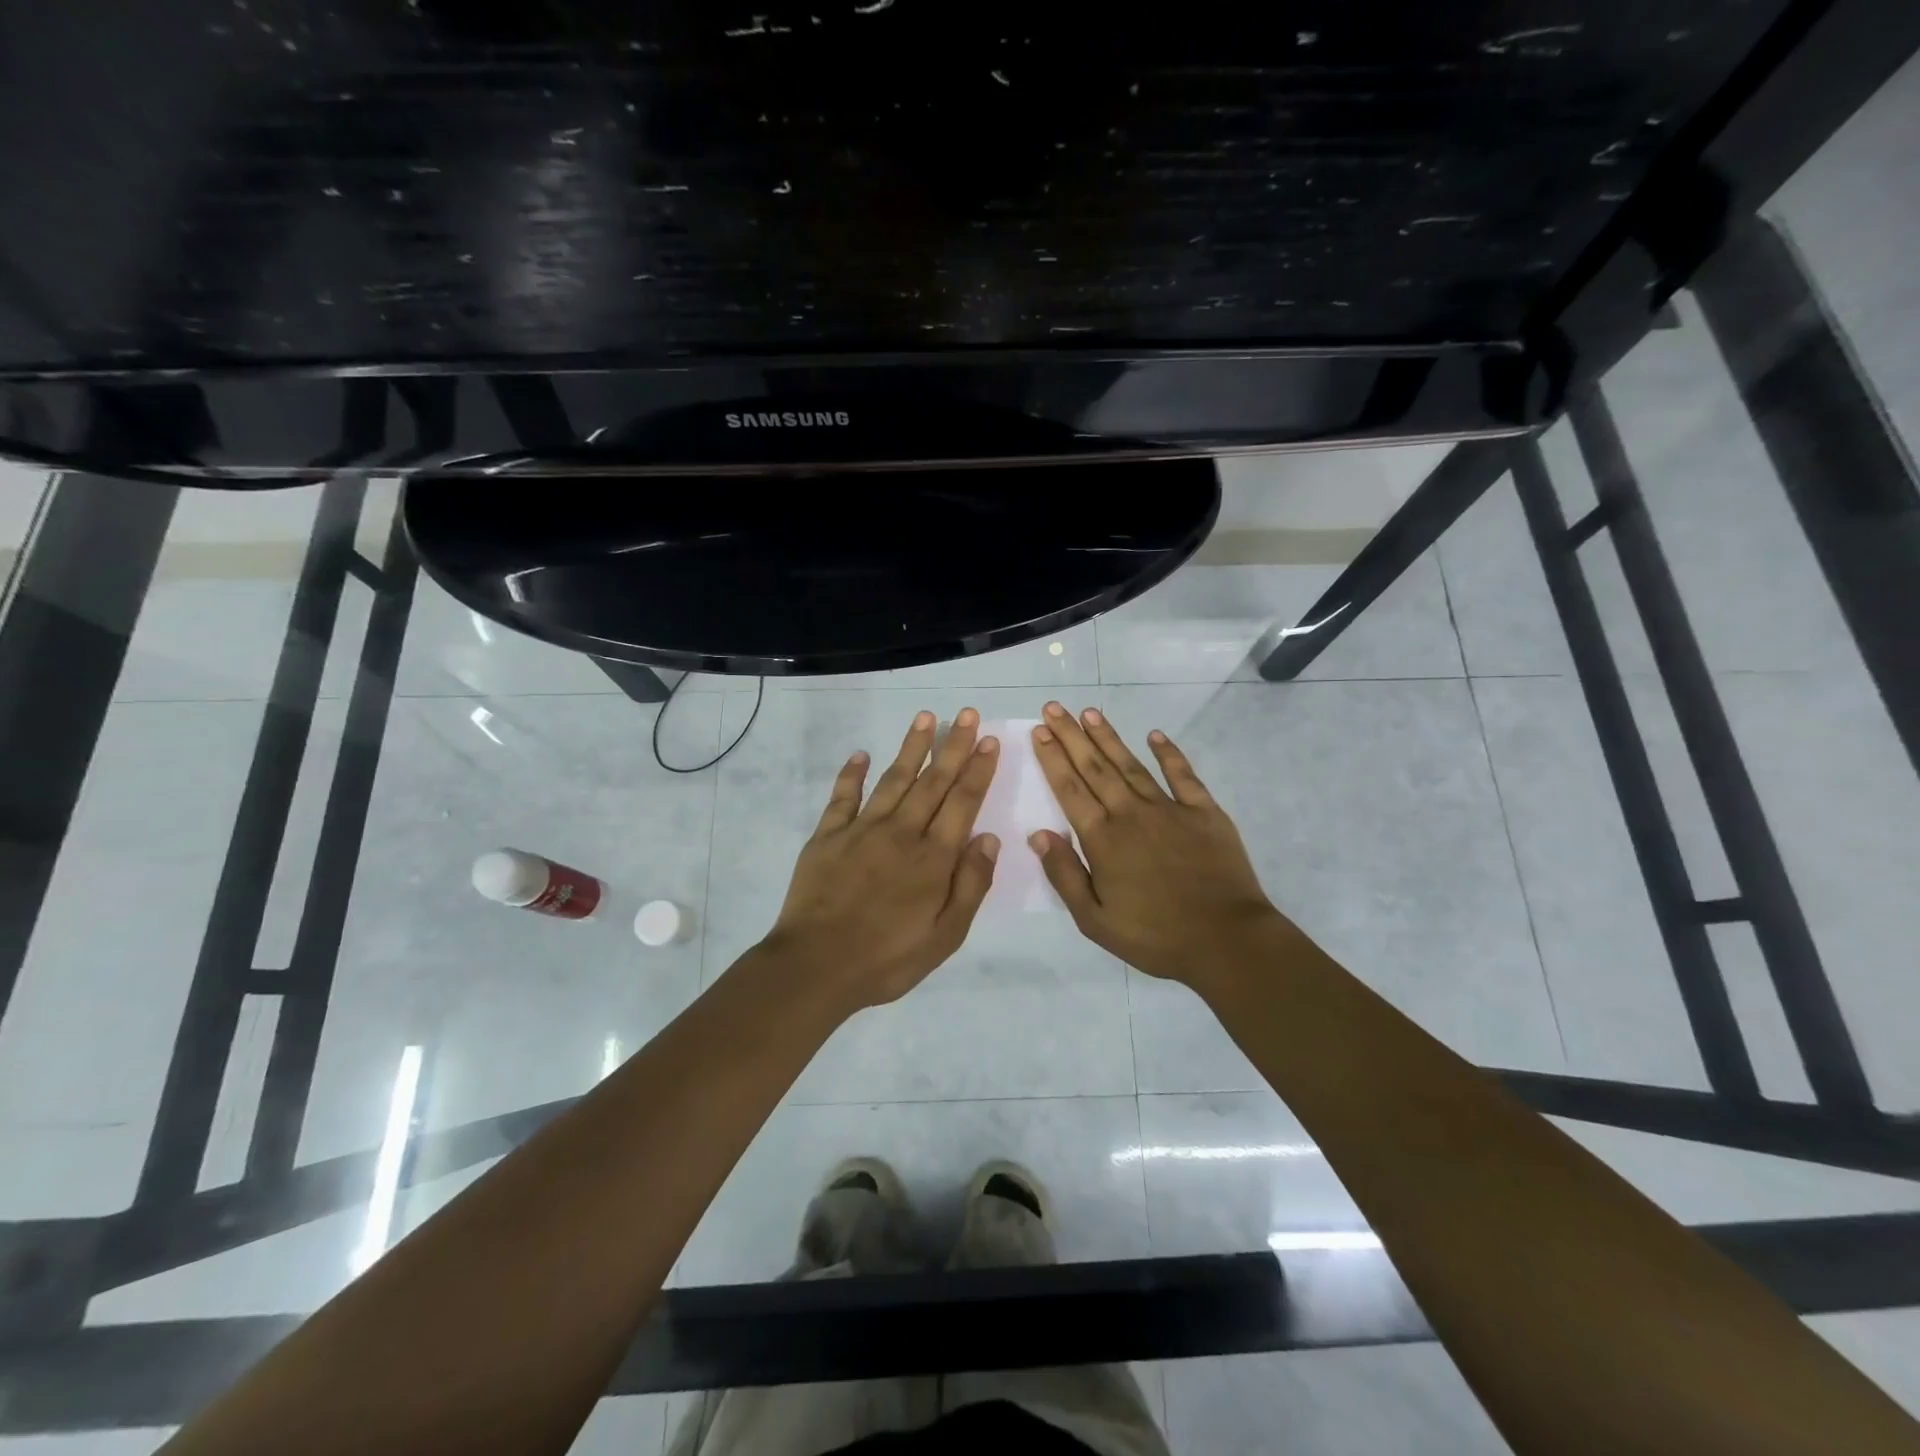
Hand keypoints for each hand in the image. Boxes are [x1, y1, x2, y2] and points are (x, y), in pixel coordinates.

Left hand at [764, 708, 1000, 1009]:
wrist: (816, 966)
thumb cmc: (888, 958)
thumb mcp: (945, 936)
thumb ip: (970, 885)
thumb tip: (988, 838)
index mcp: (933, 858)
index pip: (962, 802)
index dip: (977, 770)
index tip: (988, 740)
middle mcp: (901, 832)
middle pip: (932, 781)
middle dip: (952, 746)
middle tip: (966, 713)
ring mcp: (861, 829)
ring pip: (893, 779)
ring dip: (911, 747)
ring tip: (925, 717)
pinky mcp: (828, 835)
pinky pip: (843, 797)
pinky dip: (852, 773)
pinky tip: (861, 754)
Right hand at [1028, 700, 1288, 988]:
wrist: (1226, 940)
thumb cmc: (1155, 936)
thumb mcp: (1095, 920)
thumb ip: (1065, 875)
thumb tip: (1038, 835)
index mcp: (1103, 840)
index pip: (1070, 789)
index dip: (1052, 758)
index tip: (1039, 731)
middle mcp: (1131, 814)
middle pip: (1095, 768)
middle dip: (1072, 736)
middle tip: (1054, 708)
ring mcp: (1170, 809)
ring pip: (1131, 765)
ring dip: (1108, 737)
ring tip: (1090, 712)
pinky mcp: (1204, 812)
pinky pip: (1183, 775)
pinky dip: (1169, 753)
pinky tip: (1155, 735)